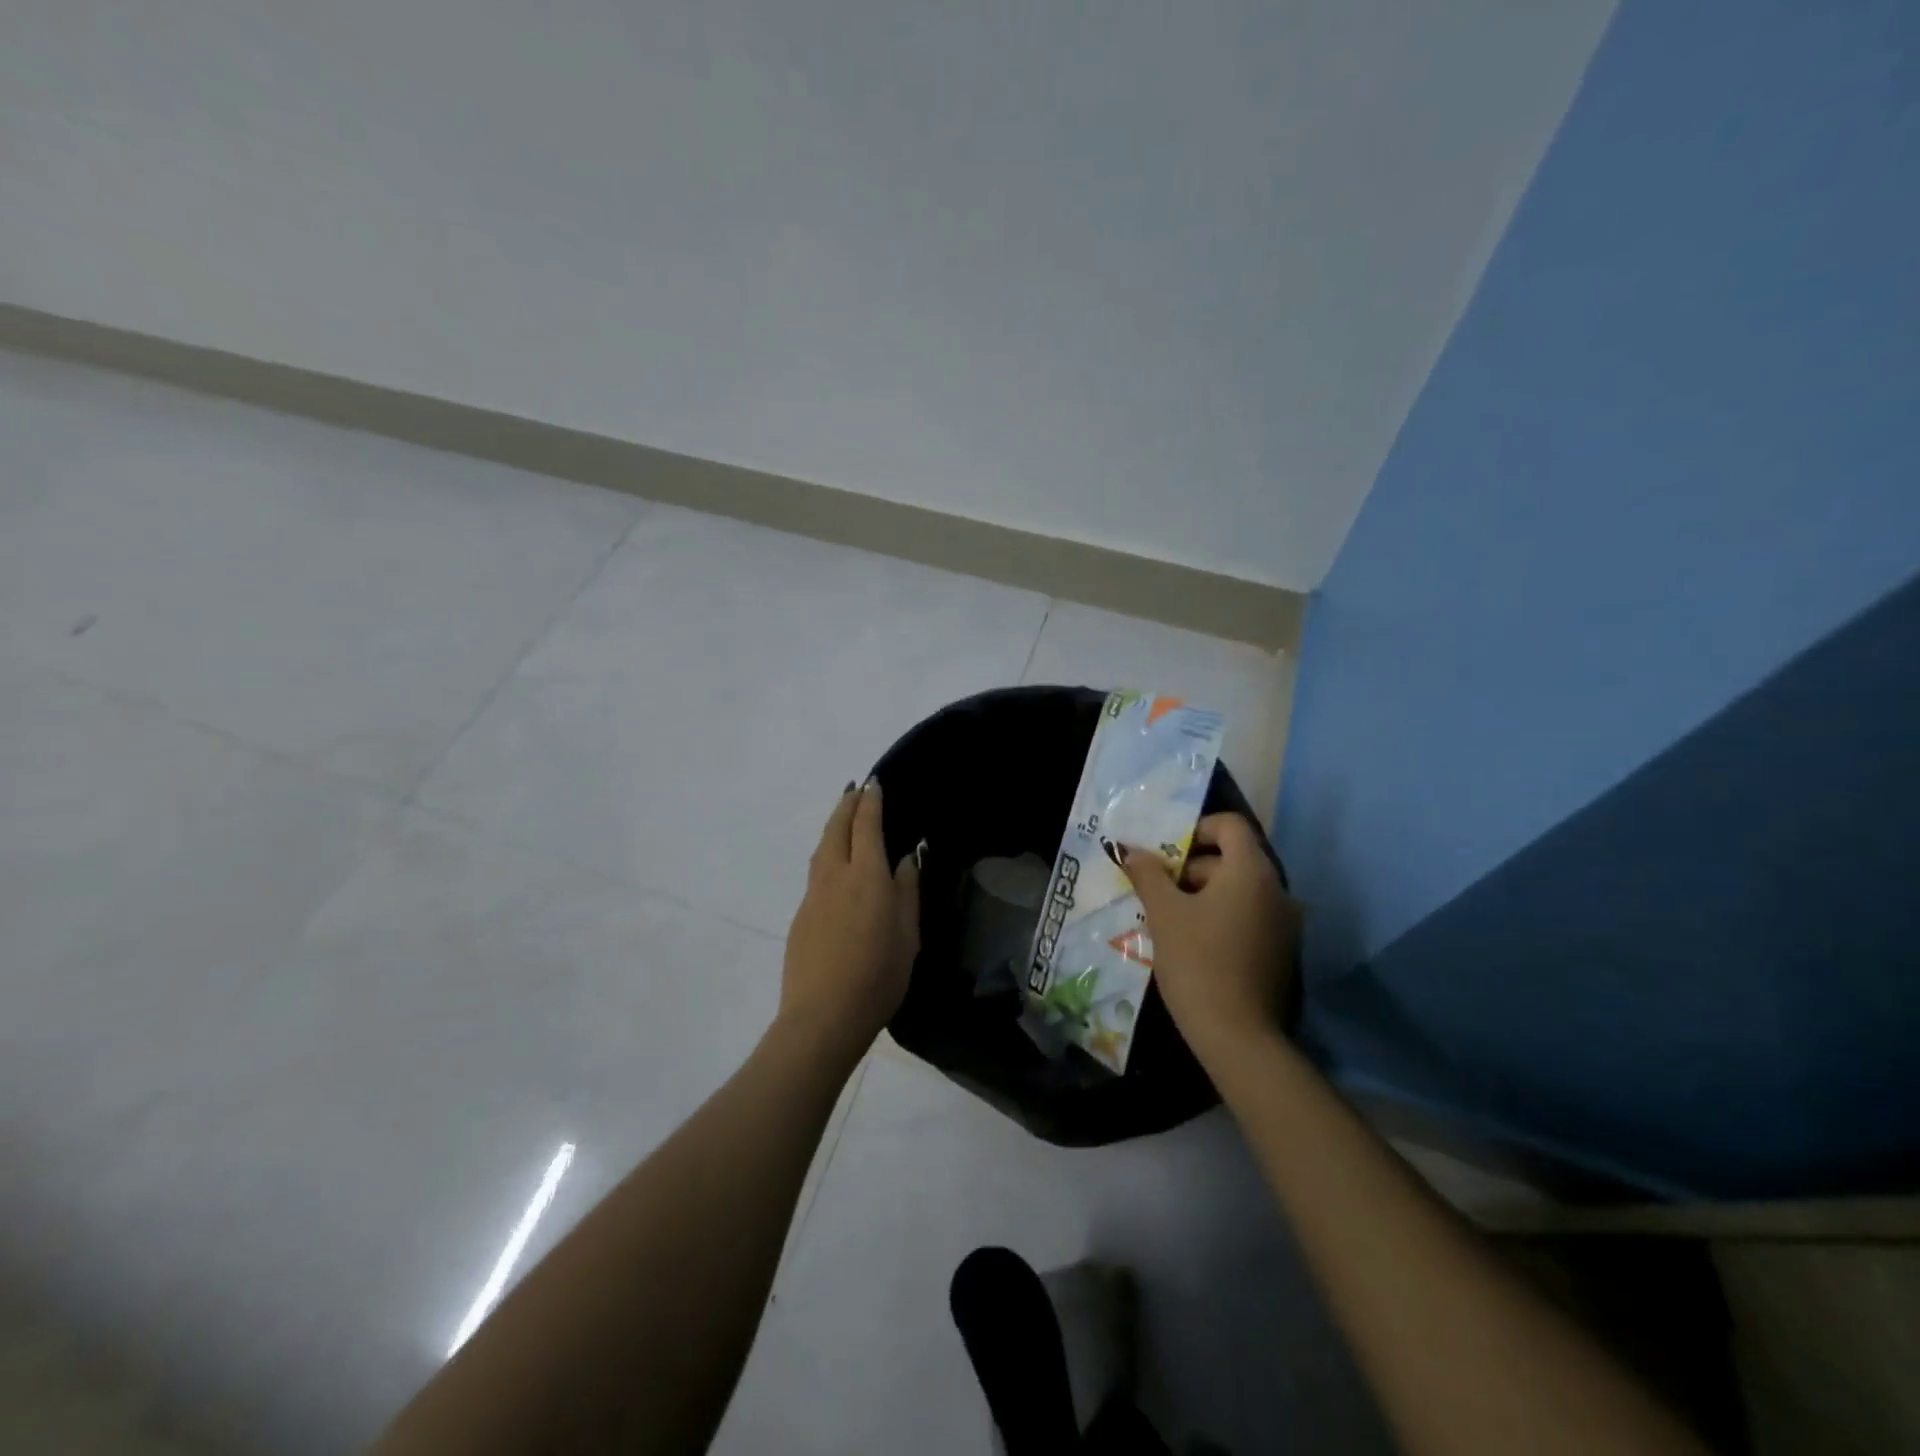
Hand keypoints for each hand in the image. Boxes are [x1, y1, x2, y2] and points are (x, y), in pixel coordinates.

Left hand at [780, 779, 921, 1058]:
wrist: (822, 1017)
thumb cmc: (878, 977)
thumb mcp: (908, 935)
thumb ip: (906, 891)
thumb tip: (905, 857)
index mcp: (866, 876)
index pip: (866, 825)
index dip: (870, 801)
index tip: (873, 782)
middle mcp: (835, 875)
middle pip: (837, 828)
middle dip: (846, 804)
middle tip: (855, 789)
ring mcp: (813, 894)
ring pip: (822, 847)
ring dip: (833, 825)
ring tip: (843, 817)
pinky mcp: (801, 915)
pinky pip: (816, 869)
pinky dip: (827, 852)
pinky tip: (835, 862)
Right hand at [1117, 813, 1301, 1062]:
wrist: (1238, 1036)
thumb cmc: (1197, 961)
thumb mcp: (1164, 914)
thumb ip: (1148, 874)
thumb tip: (1131, 850)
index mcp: (1251, 872)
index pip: (1230, 825)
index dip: (1196, 829)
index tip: (1167, 854)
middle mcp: (1277, 889)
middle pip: (1233, 858)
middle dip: (1192, 867)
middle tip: (1159, 890)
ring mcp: (1285, 922)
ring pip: (1240, 890)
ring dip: (1205, 894)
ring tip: (1170, 919)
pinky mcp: (1283, 951)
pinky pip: (1250, 916)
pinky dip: (1222, 917)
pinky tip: (1194, 943)